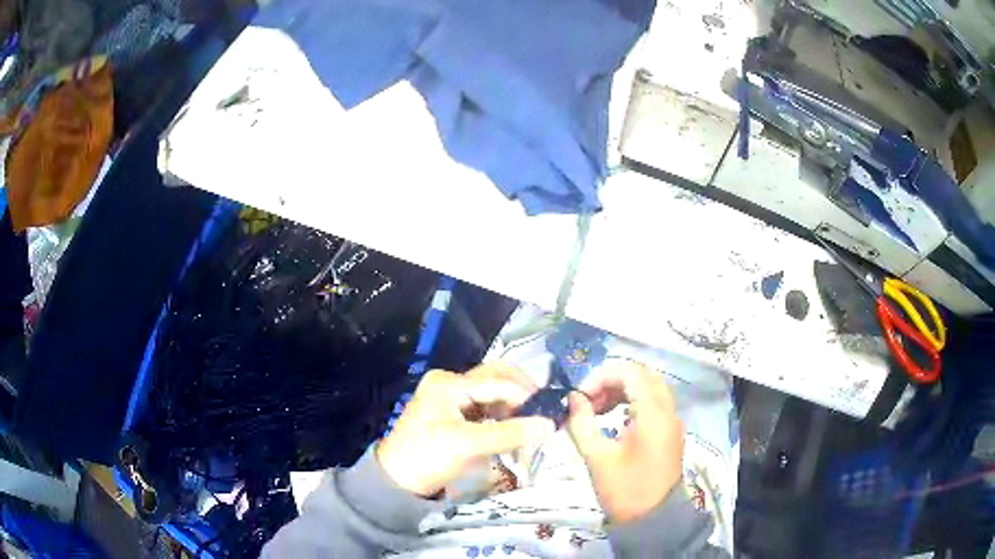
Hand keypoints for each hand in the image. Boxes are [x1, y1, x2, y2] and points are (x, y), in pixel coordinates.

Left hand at [377, 364, 555, 497]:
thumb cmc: (428, 458)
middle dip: (521, 392)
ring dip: (512, 402)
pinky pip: (484, 404)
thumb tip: (550, 425)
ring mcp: (450, 396)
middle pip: (495, 378)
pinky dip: (501, 412)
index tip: (549, 412)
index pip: (497, 382)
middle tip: (544, 409)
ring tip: (532, 418)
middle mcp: (449, 382)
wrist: (397, 480)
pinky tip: (514, 425)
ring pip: (491, 391)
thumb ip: (510, 434)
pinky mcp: (452, 412)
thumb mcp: (468, 445)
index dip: (525, 396)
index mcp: (448, 383)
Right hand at [566, 362, 683, 523]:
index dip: (601, 377)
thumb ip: (582, 423)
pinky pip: (654, 402)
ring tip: (597, 410)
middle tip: (589, 400)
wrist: (652, 520)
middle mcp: (668, 410)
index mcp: (653, 414)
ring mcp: (672, 420)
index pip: (630, 372)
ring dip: (622, 390)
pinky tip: (614, 419)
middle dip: (612, 380)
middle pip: (642, 374)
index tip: (579, 397)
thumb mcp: (597, 457)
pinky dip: (633, 401)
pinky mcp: (670, 431)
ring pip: (649, 386)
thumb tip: (573, 398)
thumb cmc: (624, 490)